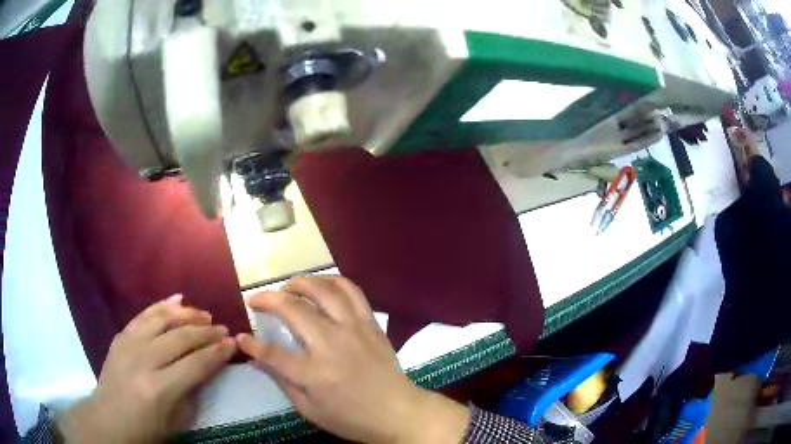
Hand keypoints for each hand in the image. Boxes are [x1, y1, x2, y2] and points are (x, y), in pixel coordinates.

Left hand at [57, 295, 236, 442]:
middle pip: (180, 338)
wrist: (109, 420)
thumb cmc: (146, 429)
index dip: (217, 353)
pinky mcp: (121, 336)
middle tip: (223, 328)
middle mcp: (144, 361)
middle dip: (206, 332)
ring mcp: (129, 345)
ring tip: (204, 313)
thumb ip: (192, 393)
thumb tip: (206, 368)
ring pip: (161, 319)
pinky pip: (143, 315)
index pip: (196, 365)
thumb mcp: (177, 422)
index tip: (233, 344)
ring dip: (186, 314)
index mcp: (160, 389)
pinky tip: (177, 300)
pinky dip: (161, 306)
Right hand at [237, 276, 469, 443]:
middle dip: (268, 299)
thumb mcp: (310, 410)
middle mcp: (331, 343)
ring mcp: (353, 328)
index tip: (241, 337)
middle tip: (255, 299)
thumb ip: (282, 382)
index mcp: (314, 372)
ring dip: (299, 282)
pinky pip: (351, 291)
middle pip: (293, 309)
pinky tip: (321, 284)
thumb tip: (255, 360)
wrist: (398, 412)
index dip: (251, 344)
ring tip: (286, 287)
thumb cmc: (352, 418)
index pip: (272, 352)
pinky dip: (333, 280)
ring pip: (322, 290)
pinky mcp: (370, 323)